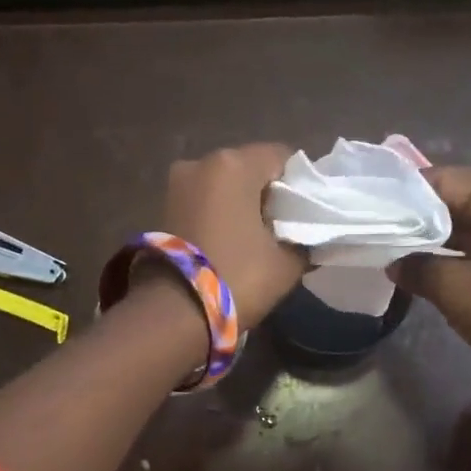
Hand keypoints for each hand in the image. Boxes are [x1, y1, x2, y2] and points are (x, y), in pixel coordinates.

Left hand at [161, 144, 306, 329]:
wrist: (175, 313)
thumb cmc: (238, 278)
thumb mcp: (287, 262)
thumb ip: (304, 239)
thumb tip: (307, 235)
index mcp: (234, 164)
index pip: (282, 157)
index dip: (300, 183)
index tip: (306, 213)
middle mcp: (201, 162)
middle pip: (250, 168)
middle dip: (268, 193)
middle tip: (284, 227)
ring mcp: (177, 183)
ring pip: (225, 185)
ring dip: (241, 204)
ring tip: (257, 239)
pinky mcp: (164, 207)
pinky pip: (205, 201)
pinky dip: (220, 214)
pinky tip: (231, 242)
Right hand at [389, 166, 470, 360]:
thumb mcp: (453, 287)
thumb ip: (418, 268)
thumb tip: (395, 264)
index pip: (448, 179)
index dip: (412, 191)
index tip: (383, 204)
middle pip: (463, 199)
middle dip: (425, 215)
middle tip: (389, 227)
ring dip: (442, 236)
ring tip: (404, 247)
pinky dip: (462, 251)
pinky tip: (434, 264)